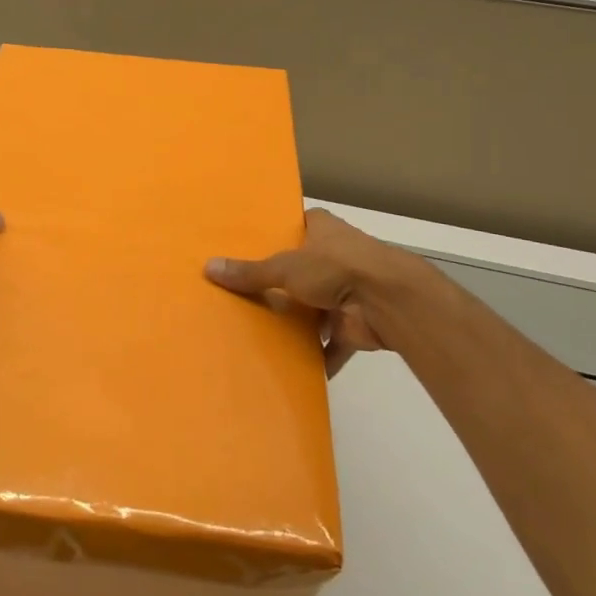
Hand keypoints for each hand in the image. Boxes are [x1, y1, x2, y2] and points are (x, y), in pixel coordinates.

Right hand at [206, 208, 434, 376]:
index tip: (244, 248)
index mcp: (321, 228)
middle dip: (278, 284)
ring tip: (258, 332)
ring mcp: (346, 290)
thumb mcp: (285, 266)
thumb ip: (250, 272)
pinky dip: (317, 357)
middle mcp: (334, 255)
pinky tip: (291, 368)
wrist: (387, 301)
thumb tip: (208, 268)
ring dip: (297, 322)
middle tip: (241, 295)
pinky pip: (330, 343)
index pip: (292, 227)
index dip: (272, 237)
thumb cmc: (335, 267)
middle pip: (299, 269)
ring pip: (314, 307)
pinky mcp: (354, 324)